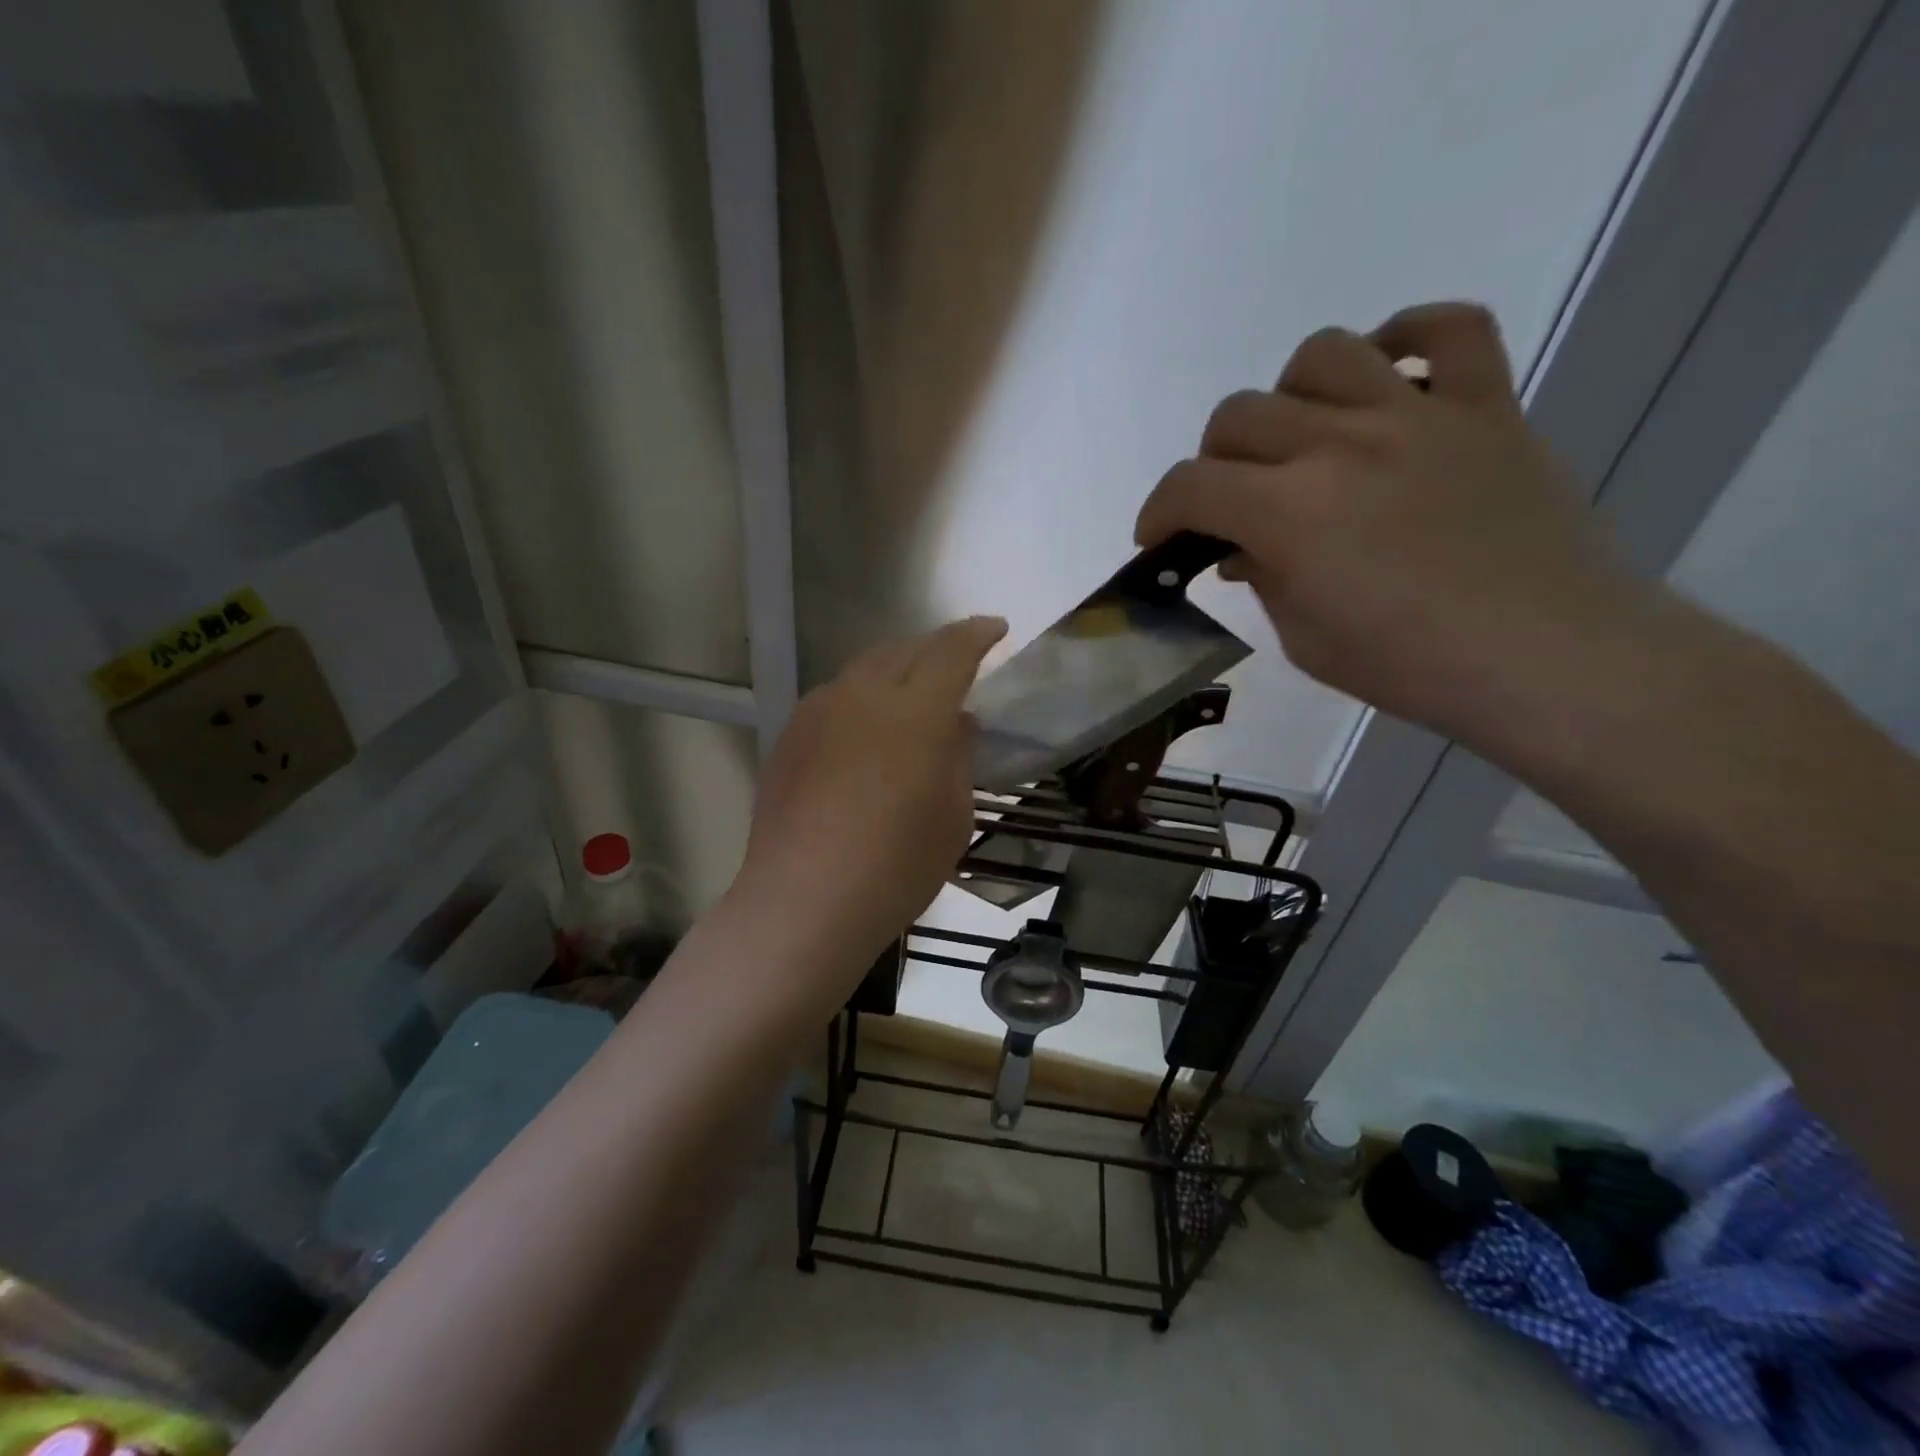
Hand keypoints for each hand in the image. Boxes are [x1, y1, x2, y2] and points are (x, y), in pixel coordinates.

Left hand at [731, 617, 1007, 997]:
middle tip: (956, 662)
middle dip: (936, 648)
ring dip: (894, 670)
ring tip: (910, 693)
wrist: (804, 900)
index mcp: (916, 710)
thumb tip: (957, 723)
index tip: (996, 628)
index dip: (977, 634)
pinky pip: (834, 699)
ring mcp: (819, 711)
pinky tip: (865, 731)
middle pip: (904, 650)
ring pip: (864, 670)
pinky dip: (860, 699)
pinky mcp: (790, 736)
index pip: (952, 651)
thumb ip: (959, 757)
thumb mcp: (953, 816)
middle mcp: (863, 694)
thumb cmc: (897, 866)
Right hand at [1135, 302, 1647, 741]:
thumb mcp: (1306, 639)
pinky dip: (1407, 338)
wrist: (1549, 658)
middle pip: (1240, 414)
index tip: (1158, 540)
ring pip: (1323, 354)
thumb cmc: (1412, 666)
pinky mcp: (1485, 406)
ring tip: (1301, 439)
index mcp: (1289, 511)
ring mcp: (1417, 415)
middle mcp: (1341, 443)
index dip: (1158, 512)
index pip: (1190, 485)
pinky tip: (1388, 378)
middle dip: (1213, 463)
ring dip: (1290, 396)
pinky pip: (1448, 329)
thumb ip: (1263, 579)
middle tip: (1230, 504)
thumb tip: (1243, 548)